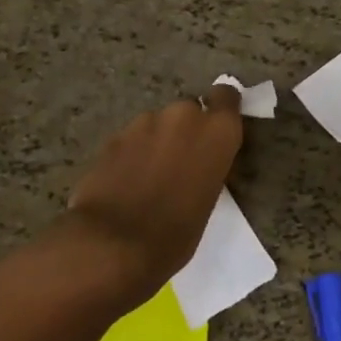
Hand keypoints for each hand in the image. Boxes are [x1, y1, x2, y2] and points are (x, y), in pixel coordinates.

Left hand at [61, 85, 243, 309]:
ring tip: (147, 176)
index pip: (226, 96)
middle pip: (189, 111)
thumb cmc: (176, 232)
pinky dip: (130, 154)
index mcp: (217, 131)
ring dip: (156, 141)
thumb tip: (197, 163)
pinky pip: (130, 140)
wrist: (113, 244)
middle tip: (179, 162)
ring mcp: (144, 123)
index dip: (221, 108)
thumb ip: (207, 166)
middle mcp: (184, 116)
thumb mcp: (208, 199)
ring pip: (156, 124)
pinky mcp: (113, 137)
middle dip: (184, 130)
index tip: (216, 127)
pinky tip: (123, 182)